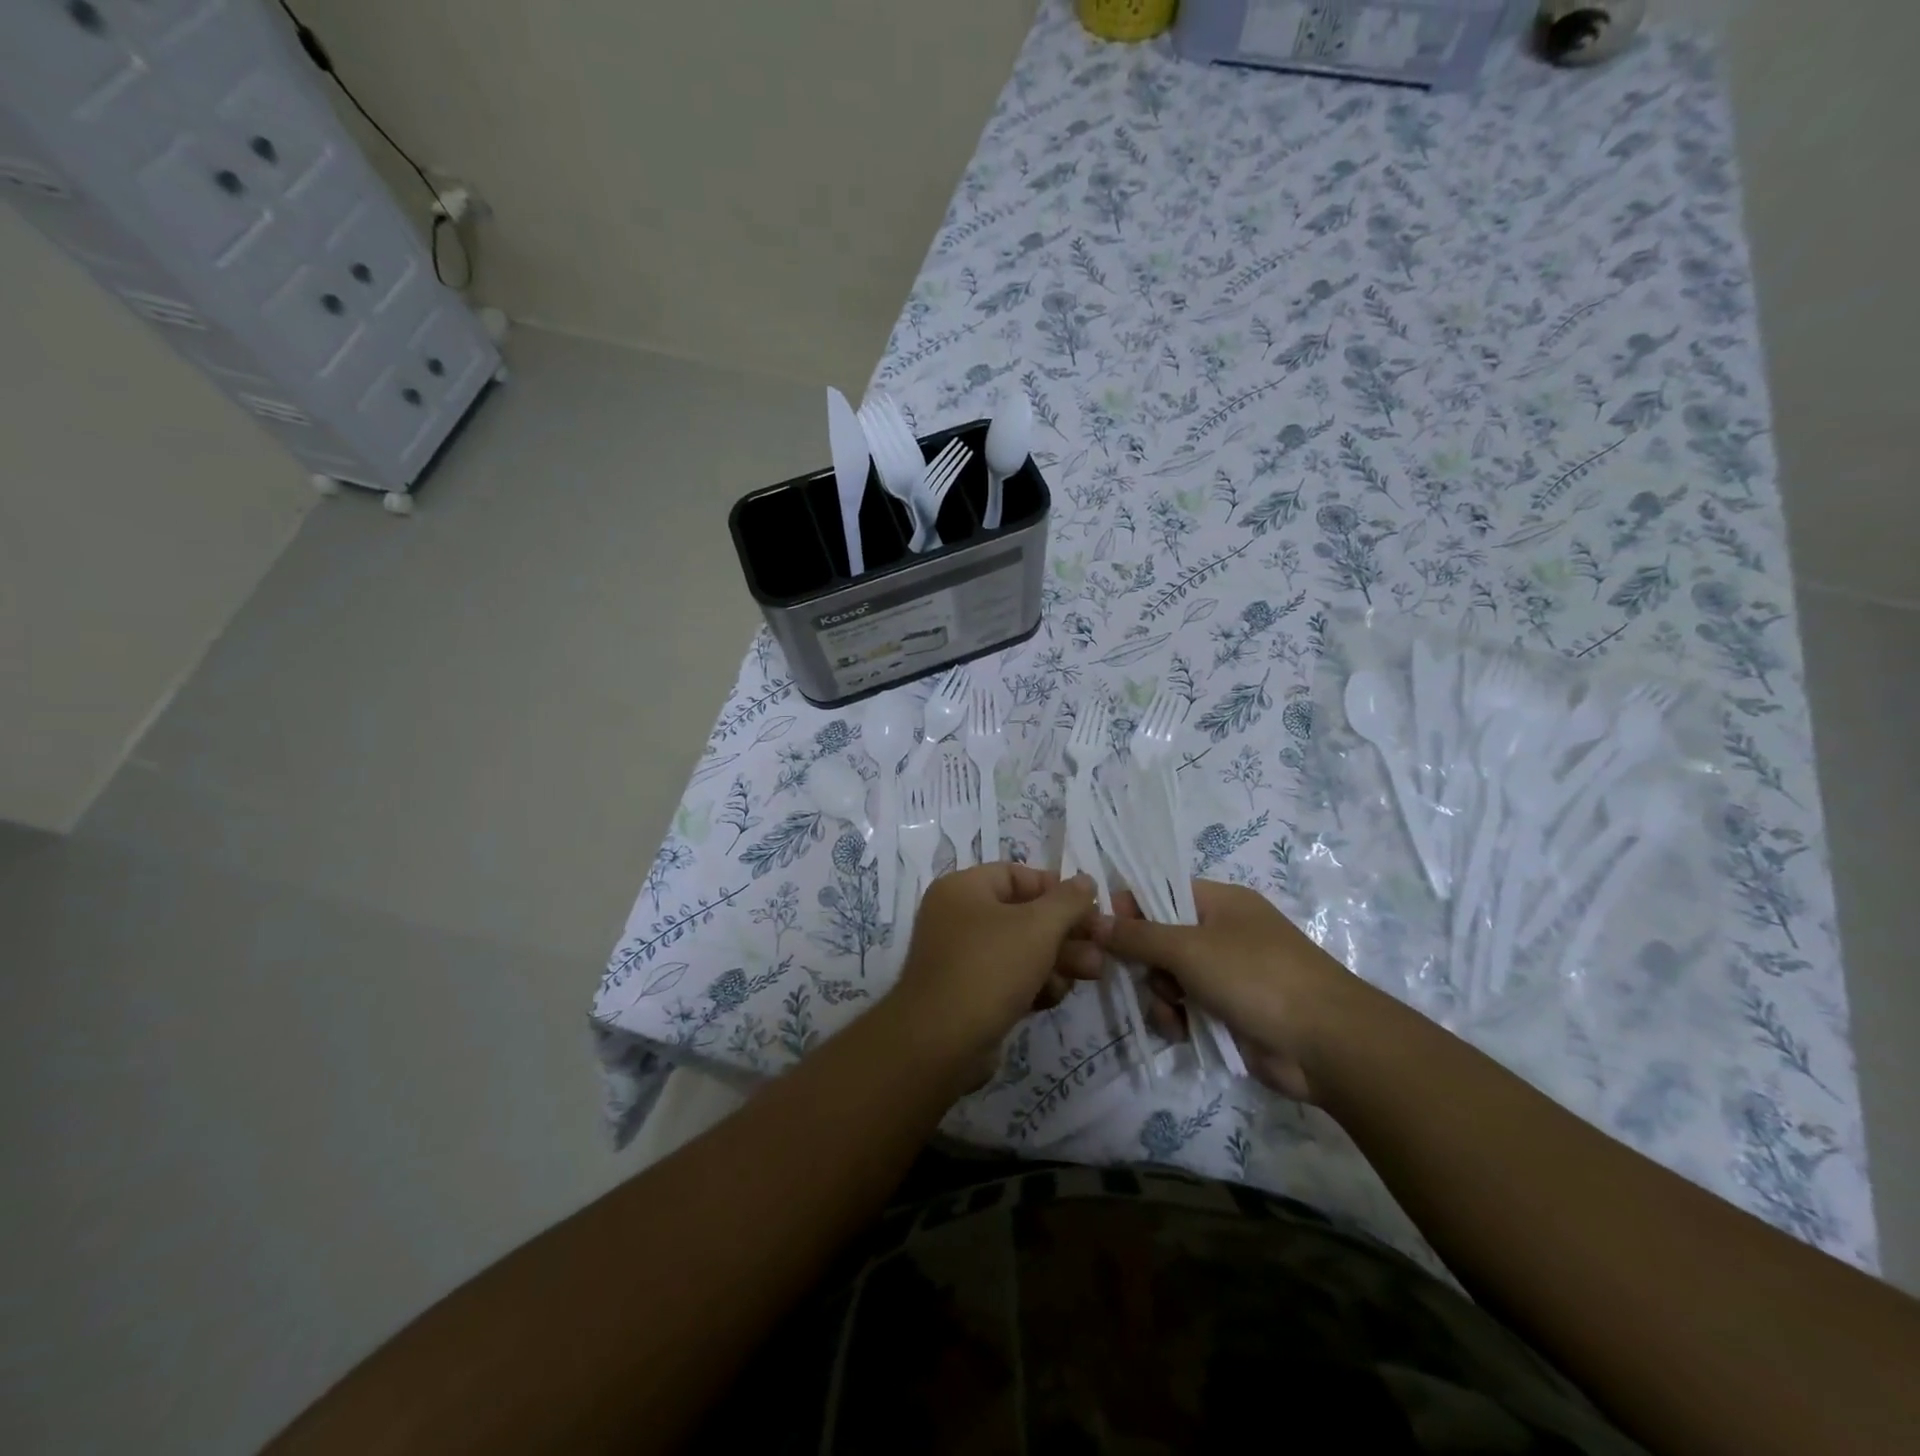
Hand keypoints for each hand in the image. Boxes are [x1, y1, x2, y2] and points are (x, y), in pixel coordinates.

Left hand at [888, 864, 1097, 1086]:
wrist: (941, 1043)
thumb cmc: (989, 967)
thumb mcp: (1038, 926)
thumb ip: (1068, 901)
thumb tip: (1086, 880)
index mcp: (963, 889)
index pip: (1016, 875)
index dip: (1055, 888)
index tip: (1089, 908)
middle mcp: (957, 917)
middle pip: (1023, 914)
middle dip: (1065, 932)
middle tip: (1101, 947)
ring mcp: (961, 958)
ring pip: (1021, 949)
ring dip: (1058, 959)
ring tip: (1092, 973)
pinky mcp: (969, 994)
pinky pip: (1009, 978)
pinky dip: (1034, 984)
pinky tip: (1055, 997)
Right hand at [1071, 879, 1378, 1101]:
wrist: (1326, 1044)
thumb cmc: (1256, 977)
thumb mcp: (1188, 949)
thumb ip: (1136, 935)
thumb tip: (1092, 919)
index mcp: (1219, 902)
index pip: (1160, 891)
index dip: (1129, 908)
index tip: (1102, 930)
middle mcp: (1222, 932)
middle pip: (1159, 937)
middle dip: (1146, 962)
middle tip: (1144, 977)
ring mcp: (1227, 974)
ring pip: (1168, 977)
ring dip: (1161, 996)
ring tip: (1173, 1012)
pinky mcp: (1230, 1012)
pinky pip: (1186, 1007)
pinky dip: (1179, 1019)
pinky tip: (1183, 1032)